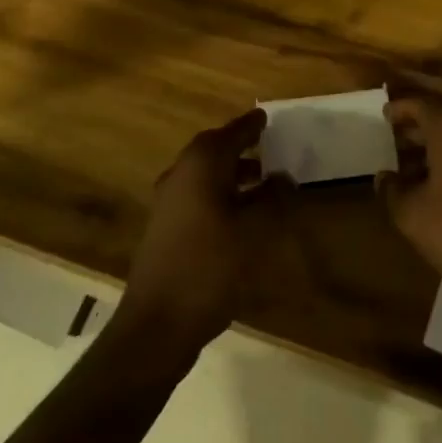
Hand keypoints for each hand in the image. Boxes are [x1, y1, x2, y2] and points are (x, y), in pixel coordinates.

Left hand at [123, 109, 293, 352]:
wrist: (158, 323)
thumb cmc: (211, 265)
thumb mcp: (256, 229)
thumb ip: (275, 197)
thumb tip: (284, 177)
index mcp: (201, 164)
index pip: (232, 132)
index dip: (252, 125)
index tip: (267, 118)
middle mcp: (180, 174)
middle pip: (215, 151)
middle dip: (242, 148)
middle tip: (269, 148)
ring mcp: (168, 203)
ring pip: (206, 176)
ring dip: (233, 175)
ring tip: (263, 184)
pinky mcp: (165, 230)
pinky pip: (199, 198)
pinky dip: (221, 196)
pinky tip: (241, 218)